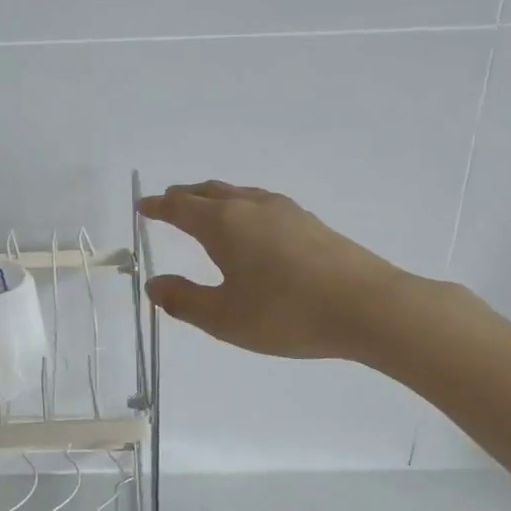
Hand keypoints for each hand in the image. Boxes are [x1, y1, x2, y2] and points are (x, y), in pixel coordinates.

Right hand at [139, 181, 416, 360]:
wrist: (368, 306)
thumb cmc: (287, 314)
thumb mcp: (224, 318)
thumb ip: (184, 301)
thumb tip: (155, 285)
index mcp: (224, 224)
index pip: (180, 208)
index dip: (158, 207)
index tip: (142, 206)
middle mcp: (251, 207)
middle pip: (209, 192)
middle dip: (185, 197)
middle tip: (169, 202)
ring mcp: (285, 211)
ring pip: (239, 194)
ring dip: (215, 198)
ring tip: (206, 209)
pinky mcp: (311, 223)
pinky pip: (262, 203)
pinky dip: (241, 207)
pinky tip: (253, 226)